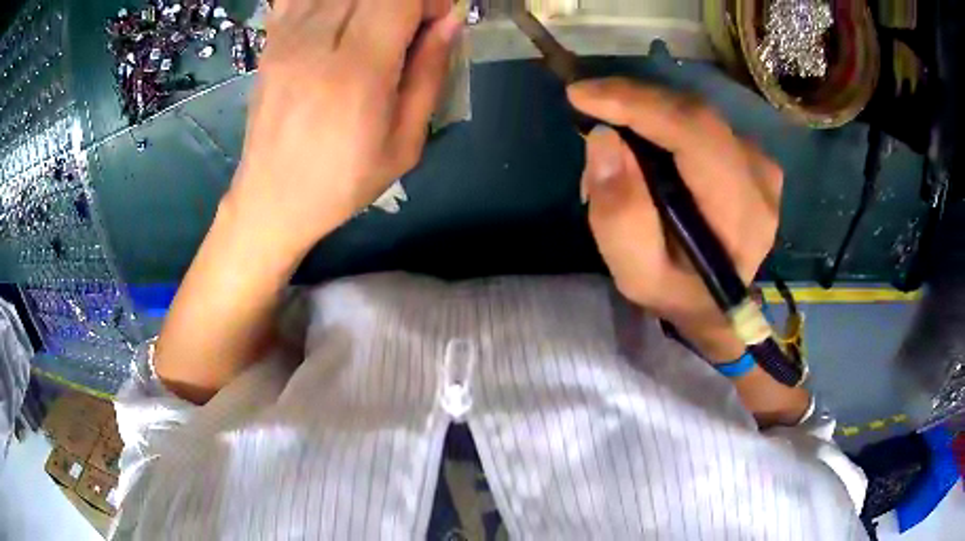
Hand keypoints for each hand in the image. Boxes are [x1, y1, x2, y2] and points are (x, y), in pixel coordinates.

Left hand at [226, 0, 462, 254]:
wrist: (272, 199)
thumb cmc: (343, 181)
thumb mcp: (405, 143)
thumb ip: (430, 73)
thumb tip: (450, 21)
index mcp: (357, 71)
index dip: (428, 2)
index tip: (435, 25)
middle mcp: (316, 43)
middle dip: (402, 1)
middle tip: (408, 28)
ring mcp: (286, 38)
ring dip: (367, 3)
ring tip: (373, 28)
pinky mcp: (270, 42)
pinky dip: (326, 2)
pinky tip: (338, 22)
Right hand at [568, 78, 782, 360]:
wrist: (715, 303)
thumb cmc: (677, 293)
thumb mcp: (637, 274)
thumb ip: (620, 217)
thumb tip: (604, 139)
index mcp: (741, 214)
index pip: (695, 134)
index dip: (638, 105)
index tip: (581, 95)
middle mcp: (760, 178)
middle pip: (693, 113)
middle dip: (632, 102)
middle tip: (586, 108)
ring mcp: (760, 162)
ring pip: (693, 112)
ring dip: (644, 114)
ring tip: (612, 142)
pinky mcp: (750, 154)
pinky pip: (699, 120)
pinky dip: (662, 121)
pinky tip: (642, 143)